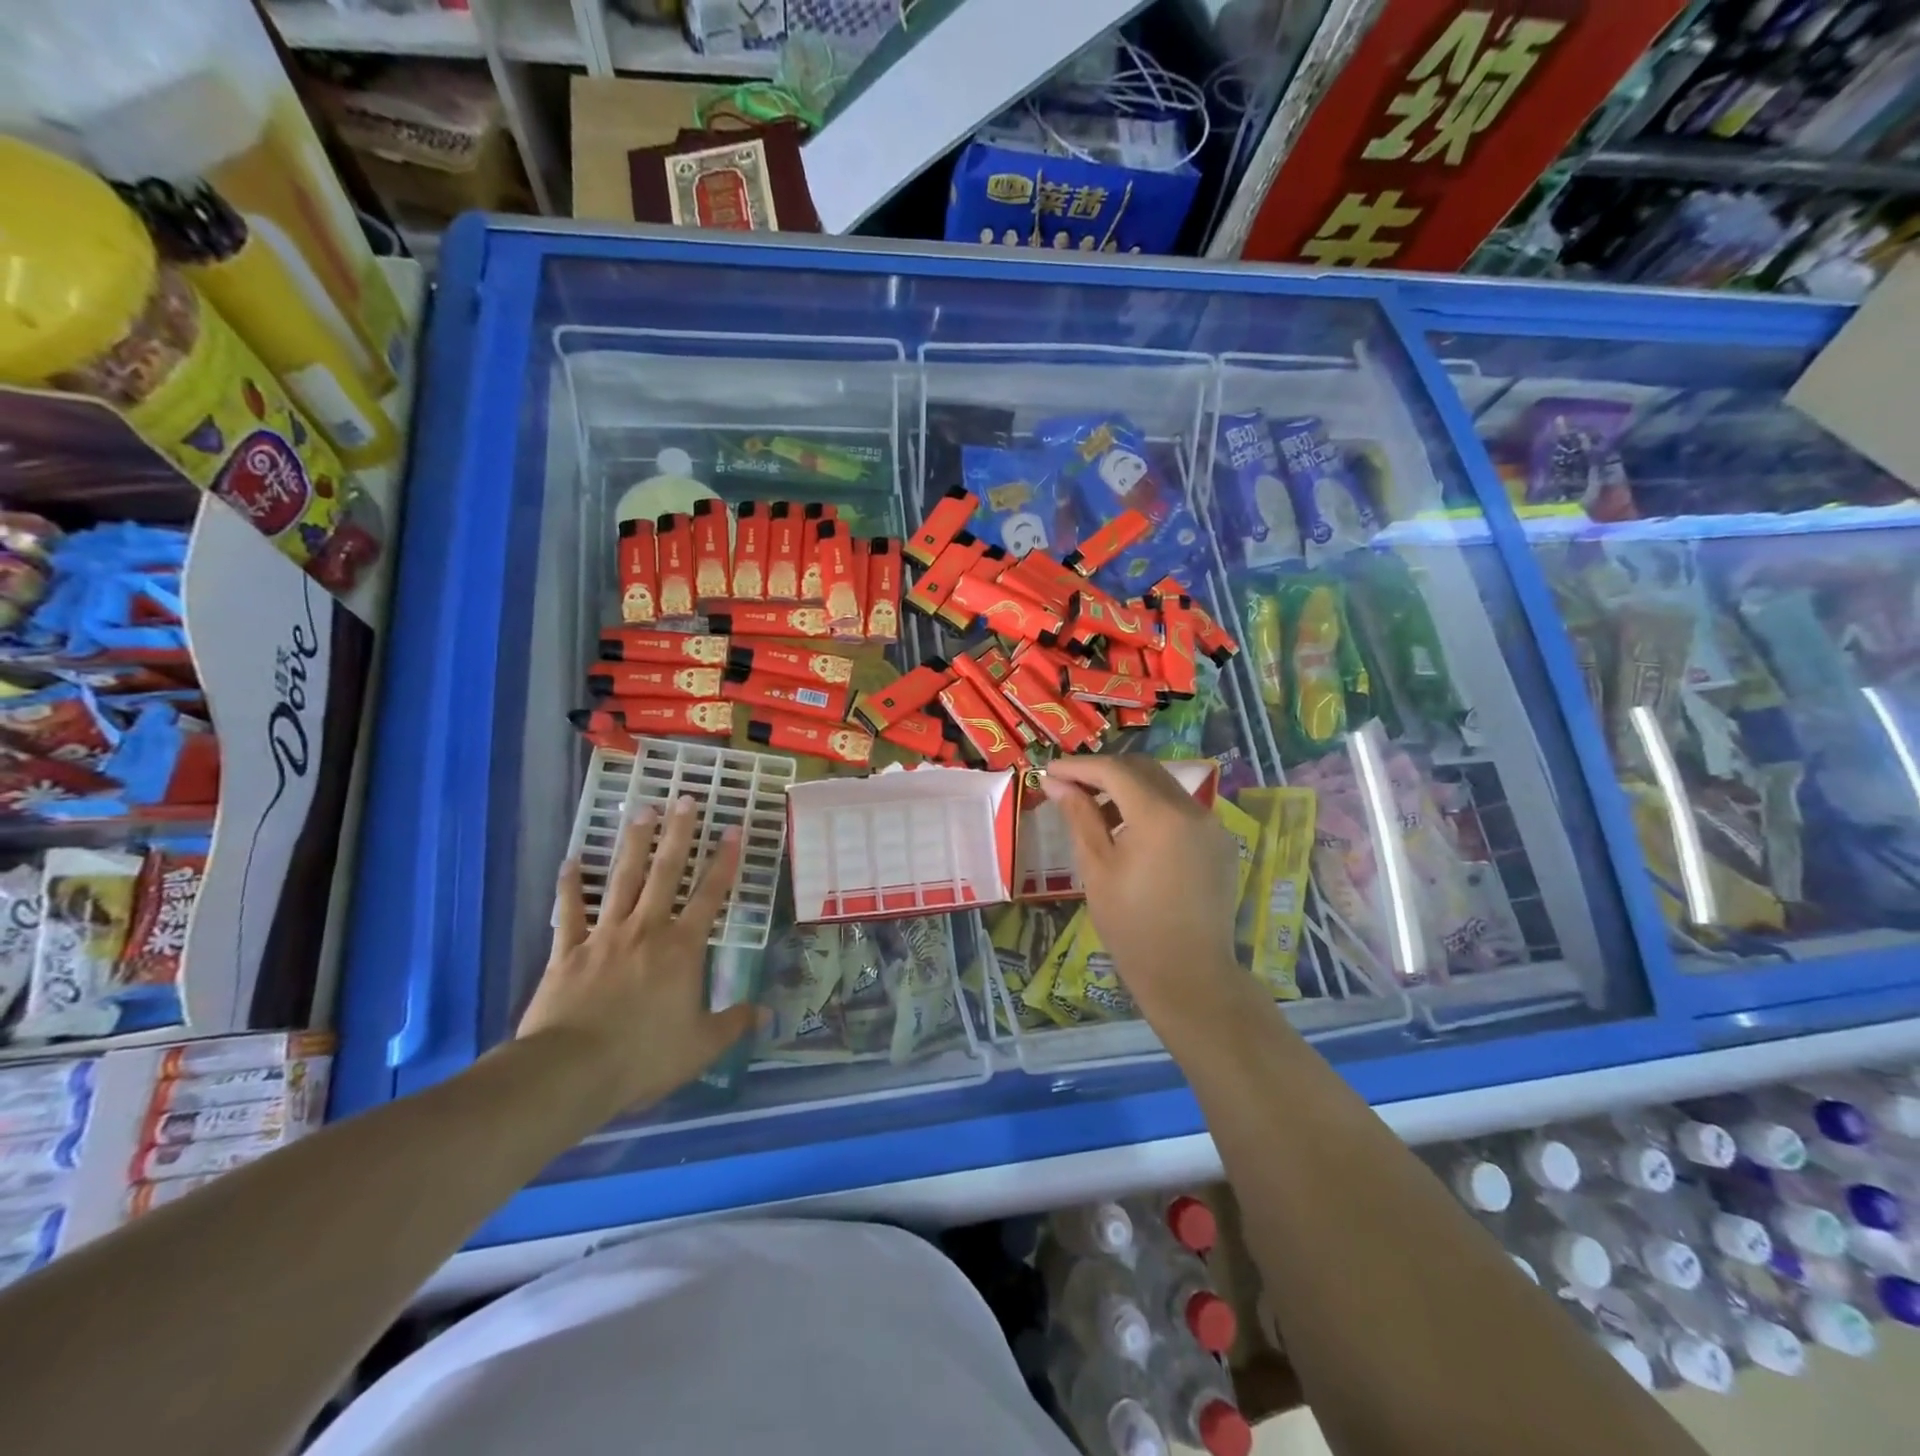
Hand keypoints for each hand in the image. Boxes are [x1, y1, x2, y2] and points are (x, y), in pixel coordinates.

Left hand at [519, 797, 758, 1117]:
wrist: (570, 1072)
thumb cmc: (643, 1057)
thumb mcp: (701, 1046)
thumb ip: (734, 1023)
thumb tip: (768, 1014)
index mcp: (682, 948)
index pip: (710, 895)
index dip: (725, 861)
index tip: (734, 829)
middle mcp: (646, 930)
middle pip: (665, 873)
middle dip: (679, 834)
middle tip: (686, 799)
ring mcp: (603, 936)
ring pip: (621, 880)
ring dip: (633, 844)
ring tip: (642, 811)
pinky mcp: (566, 952)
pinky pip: (569, 912)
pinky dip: (570, 886)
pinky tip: (571, 861)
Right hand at [1042, 755, 1245, 1027]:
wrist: (1189, 975)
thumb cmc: (1132, 925)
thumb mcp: (1096, 868)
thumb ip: (1079, 816)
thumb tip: (1056, 783)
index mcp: (1160, 815)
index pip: (1114, 771)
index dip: (1079, 767)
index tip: (1049, 770)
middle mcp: (1192, 809)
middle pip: (1142, 769)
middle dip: (1104, 772)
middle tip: (1070, 787)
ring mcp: (1212, 825)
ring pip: (1164, 786)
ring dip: (1128, 788)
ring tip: (1096, 812)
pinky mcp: (1220, 842)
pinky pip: (1181, 809)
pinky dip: (1152, 807)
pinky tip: (1130, 832)